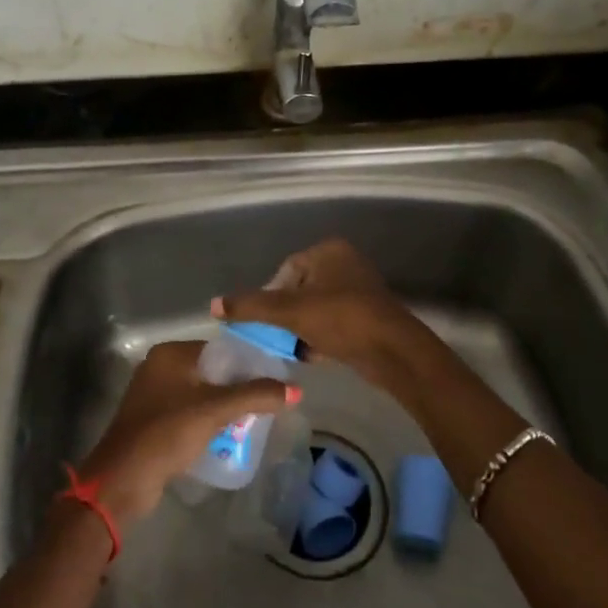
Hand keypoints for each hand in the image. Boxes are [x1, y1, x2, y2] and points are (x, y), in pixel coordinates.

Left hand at [75, 340, 299, 526]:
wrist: (123, 479)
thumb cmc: (168, 432)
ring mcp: (153, 395)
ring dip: (223, 406)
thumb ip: (255, 395)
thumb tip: (296, 389)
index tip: (273, 380)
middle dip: (237, 387)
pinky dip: (207, 421)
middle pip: (211, 371)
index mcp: (170, 354)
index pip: (219, 349)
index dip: (247, 363)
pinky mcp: (153, 421)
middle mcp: (159, 367)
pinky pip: (189, 413)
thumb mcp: (216, 410)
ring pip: (201, 394)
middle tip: (266, 404)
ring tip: (253, 421)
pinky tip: (227, 435)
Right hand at [211, 238, 444, 405]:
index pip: (285, 271)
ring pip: (314, 309)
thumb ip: (251, 307)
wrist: (394, 352)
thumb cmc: (341, 320)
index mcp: (329, 251)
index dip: (271, 296)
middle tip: (277, 337)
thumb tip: (213, 305)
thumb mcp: (290, 312)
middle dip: (285, 316)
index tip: (266, 322)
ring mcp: (358, 290)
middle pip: (298, 291)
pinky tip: (313, 356)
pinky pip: (332, 323)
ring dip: (301, 329)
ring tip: (294, 348)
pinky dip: (320, 338)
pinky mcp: (367, 316)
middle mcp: (345, 264)